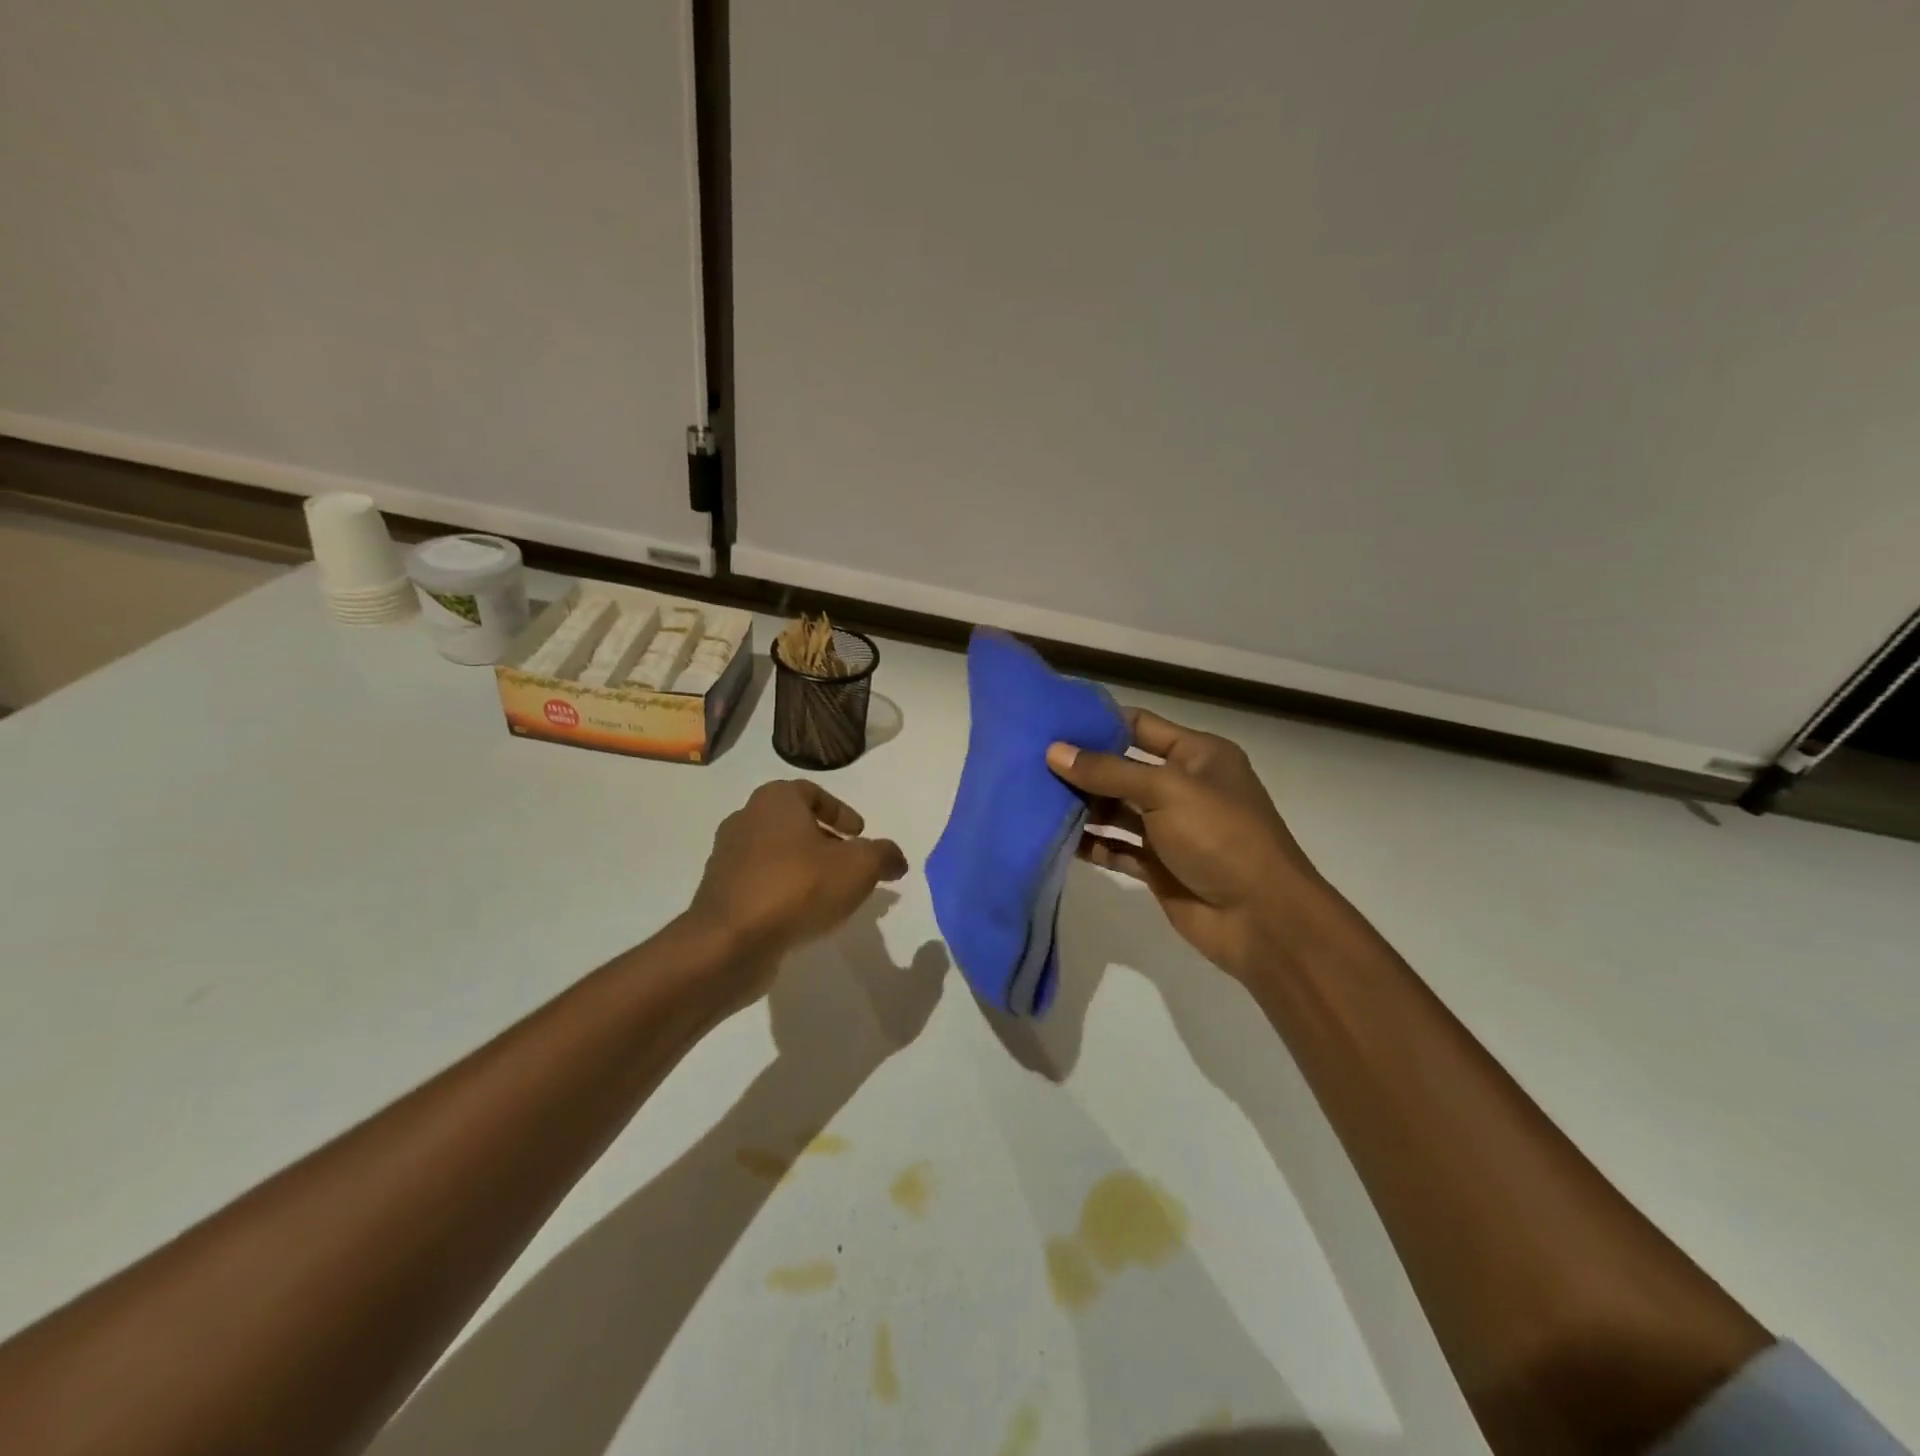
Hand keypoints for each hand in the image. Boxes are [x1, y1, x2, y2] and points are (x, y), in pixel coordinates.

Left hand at [686, 781, 908, 992]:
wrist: (729, 943)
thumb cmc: (797, 887)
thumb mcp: (859, 866)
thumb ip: (883, 855)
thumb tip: (895, 859)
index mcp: (774, 800)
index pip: (811, 792)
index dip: (840, 811)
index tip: (859, 835)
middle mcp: (745, 820)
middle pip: (793, 824)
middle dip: (824, 842)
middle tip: (850, 865)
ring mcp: (727, 859)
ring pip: (776, 856)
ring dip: (804, 870)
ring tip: (831, 895)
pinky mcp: (720, 896)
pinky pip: (760, 885)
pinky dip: (784, 894)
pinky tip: (803, 917)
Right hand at [1046, 708, 1323, 979]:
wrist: (1261, 918)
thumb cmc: (1220, 836)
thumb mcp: (1166, 790)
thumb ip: (1108, 771)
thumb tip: (1054, 752)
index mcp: (1197, 755)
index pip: (1139, 726)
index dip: (1098, 722)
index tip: (1051, 721)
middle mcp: (1182, 786)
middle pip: (1122, 768)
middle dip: (1081, 766)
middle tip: (1029, 760)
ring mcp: (1169, 828)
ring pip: (1115, 809)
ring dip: (1081, 805)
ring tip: (1032, 796)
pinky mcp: (1157, 865)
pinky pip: (1115, 847)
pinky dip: (1089, 843)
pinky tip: (1052, 838)